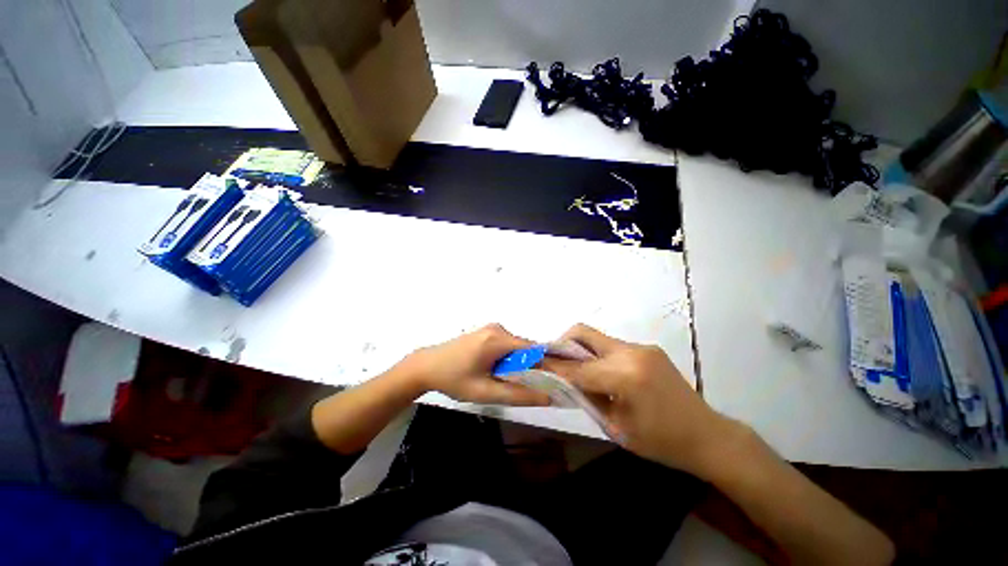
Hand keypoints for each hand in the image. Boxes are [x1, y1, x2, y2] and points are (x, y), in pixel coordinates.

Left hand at [401, 324, 550, 406]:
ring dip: (519, 363)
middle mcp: (498, 328)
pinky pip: (507, 345)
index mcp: (498, 339)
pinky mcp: (487, 332)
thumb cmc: (453, 379)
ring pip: (517, 347)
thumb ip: (517, 395)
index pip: (534, 348)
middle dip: (532, 366)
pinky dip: (509, 358)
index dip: (547, 364)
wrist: (426, 366)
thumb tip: (547, 397)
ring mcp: (492, 328)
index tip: (556, 380)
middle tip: (529, 388)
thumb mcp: (485, 392)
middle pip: (526, 347)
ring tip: (510, 382)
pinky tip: (500, 371)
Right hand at [543, 324, 743, 475]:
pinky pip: (612, 346)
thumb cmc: (661, 442)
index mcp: (624, 376)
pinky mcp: (647, 348)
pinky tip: (602, 373)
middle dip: (562, 343)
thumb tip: (564, 380)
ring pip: (597, 338)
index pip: (576, 367)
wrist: (708, 436)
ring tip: (579, 371)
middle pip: (583, 332)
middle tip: (554, 359)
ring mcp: (641, 347)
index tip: (535, 362)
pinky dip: (599, 355)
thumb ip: (586, 397)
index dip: (553, 366)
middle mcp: (631, 352)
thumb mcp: (616, 427)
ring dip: (582, 351)